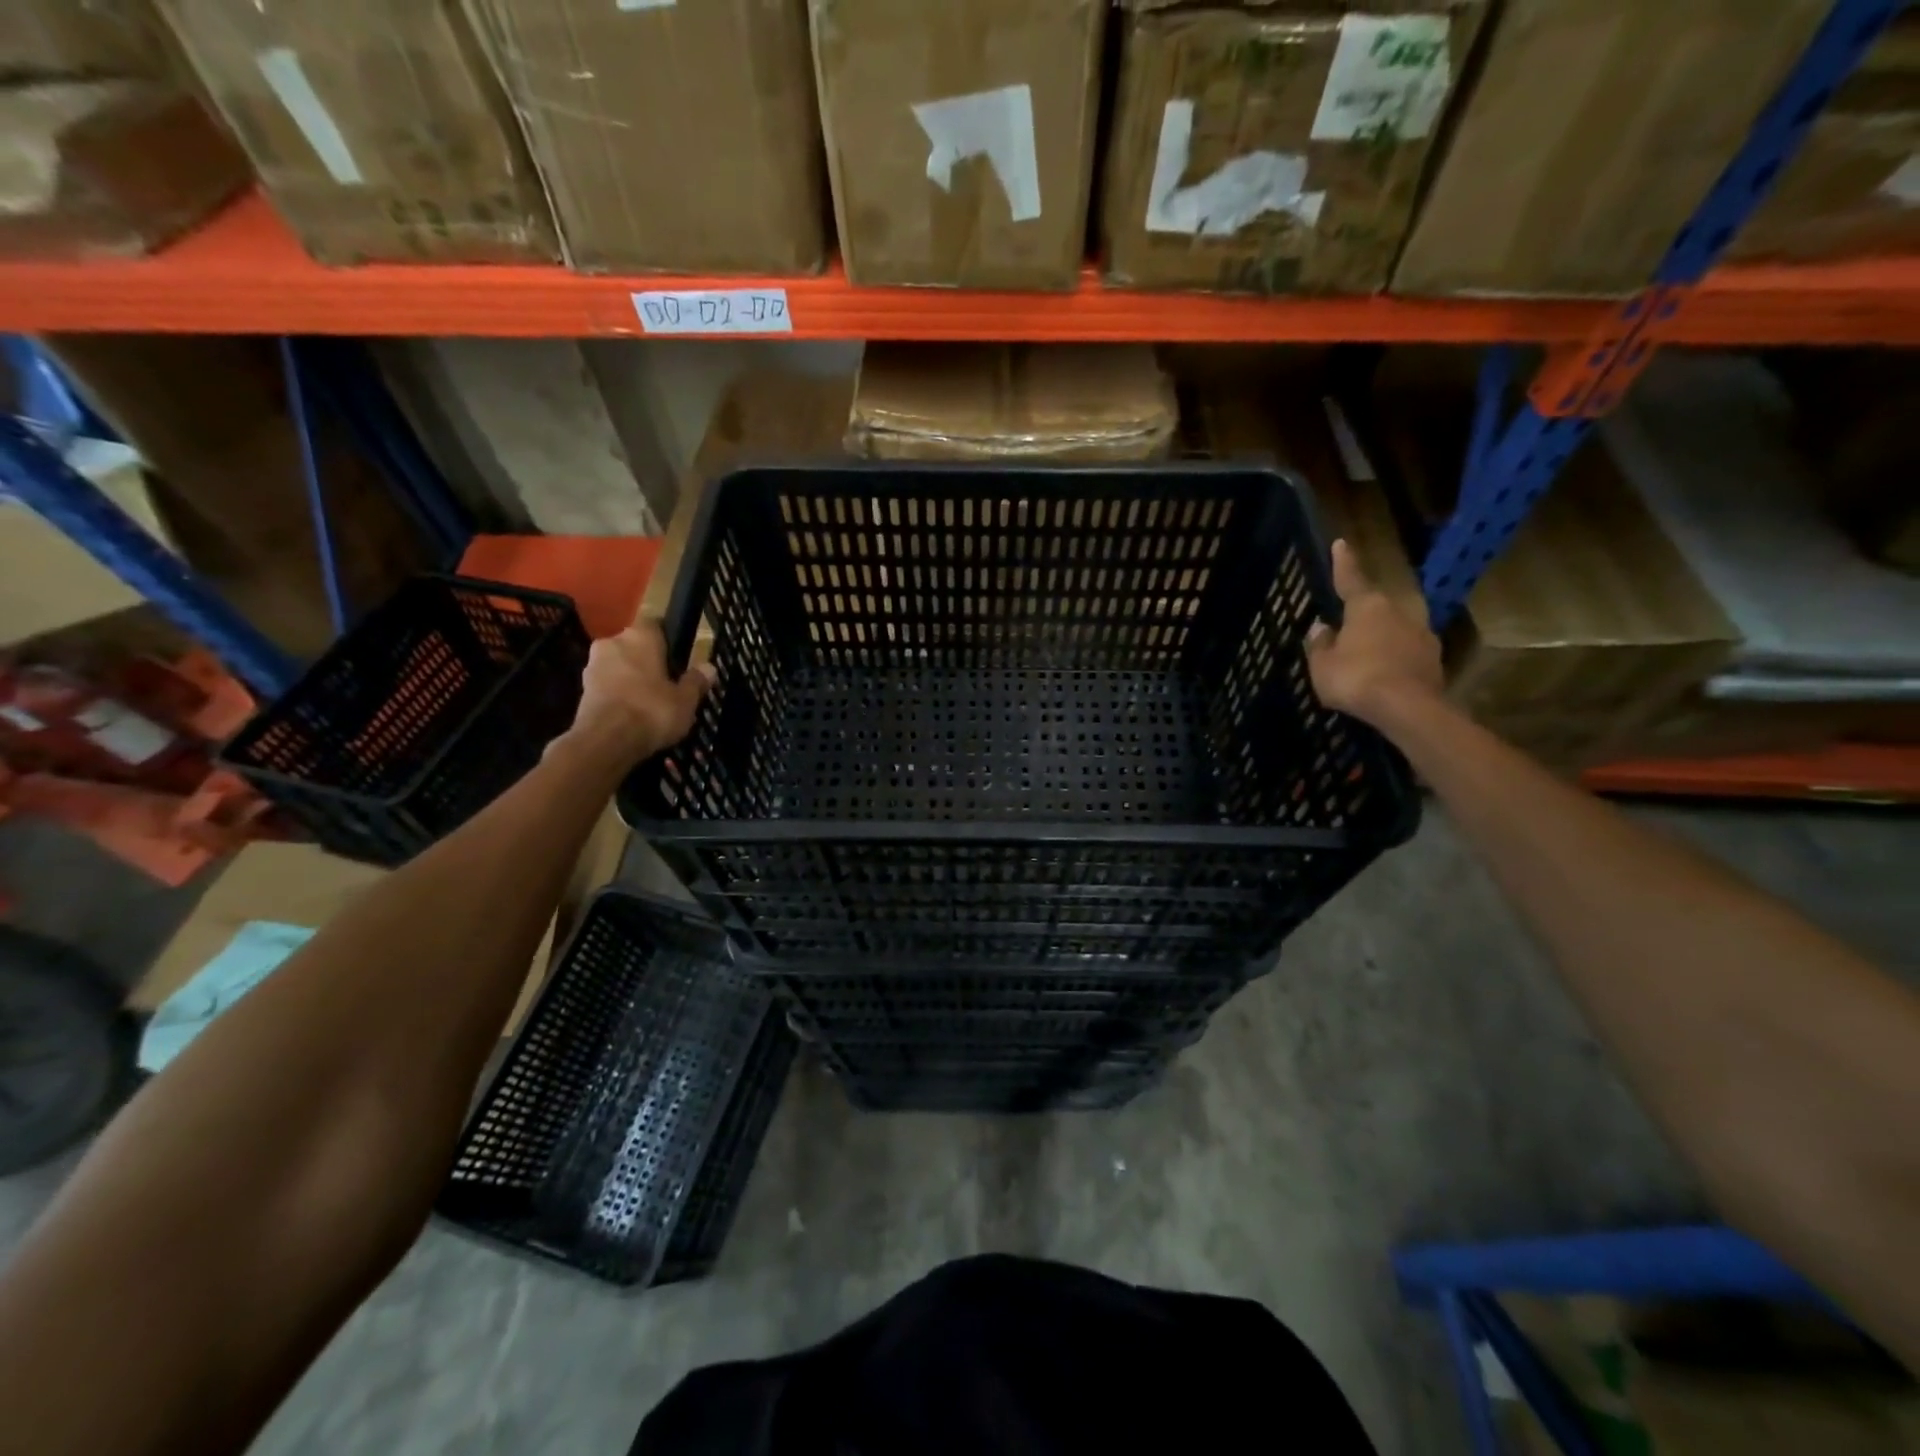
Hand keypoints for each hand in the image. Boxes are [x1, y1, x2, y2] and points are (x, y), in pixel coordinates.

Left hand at [561, 623, 714, 765]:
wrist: (605, 741)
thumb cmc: (652, 711)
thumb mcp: (686, 700)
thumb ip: (696, 681)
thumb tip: (709, 667)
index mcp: (640, 636)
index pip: (656, 626)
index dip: (667, 642)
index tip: (677, 661)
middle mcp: (612, 642)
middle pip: (635, 647)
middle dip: (647, 662)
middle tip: (666, 685)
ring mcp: (592, 665)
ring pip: (619, 666)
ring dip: (631, 679)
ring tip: (648, 704)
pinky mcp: (581, 689)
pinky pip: (607, 686)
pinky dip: (618, 695)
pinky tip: (631, 715)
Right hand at [1304, 540, 1443, 727]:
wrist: (1407, 708)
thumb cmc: (1356, 678)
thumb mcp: (1322, 665)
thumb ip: (1320, 645)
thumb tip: (1321, 628)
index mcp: (1368, 607)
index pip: (1351, 579)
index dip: (1343, 563)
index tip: (1341, 543)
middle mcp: (1399, 612)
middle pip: (1379, 605)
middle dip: (1366, 610)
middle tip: (1351, 620)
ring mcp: (1422, 635)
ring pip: (1397, 628)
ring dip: (1383, 636)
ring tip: (1367, 652)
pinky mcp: (1434, 661)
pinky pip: (1407, 652)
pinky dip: (1395, 658)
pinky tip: (1384, 673)